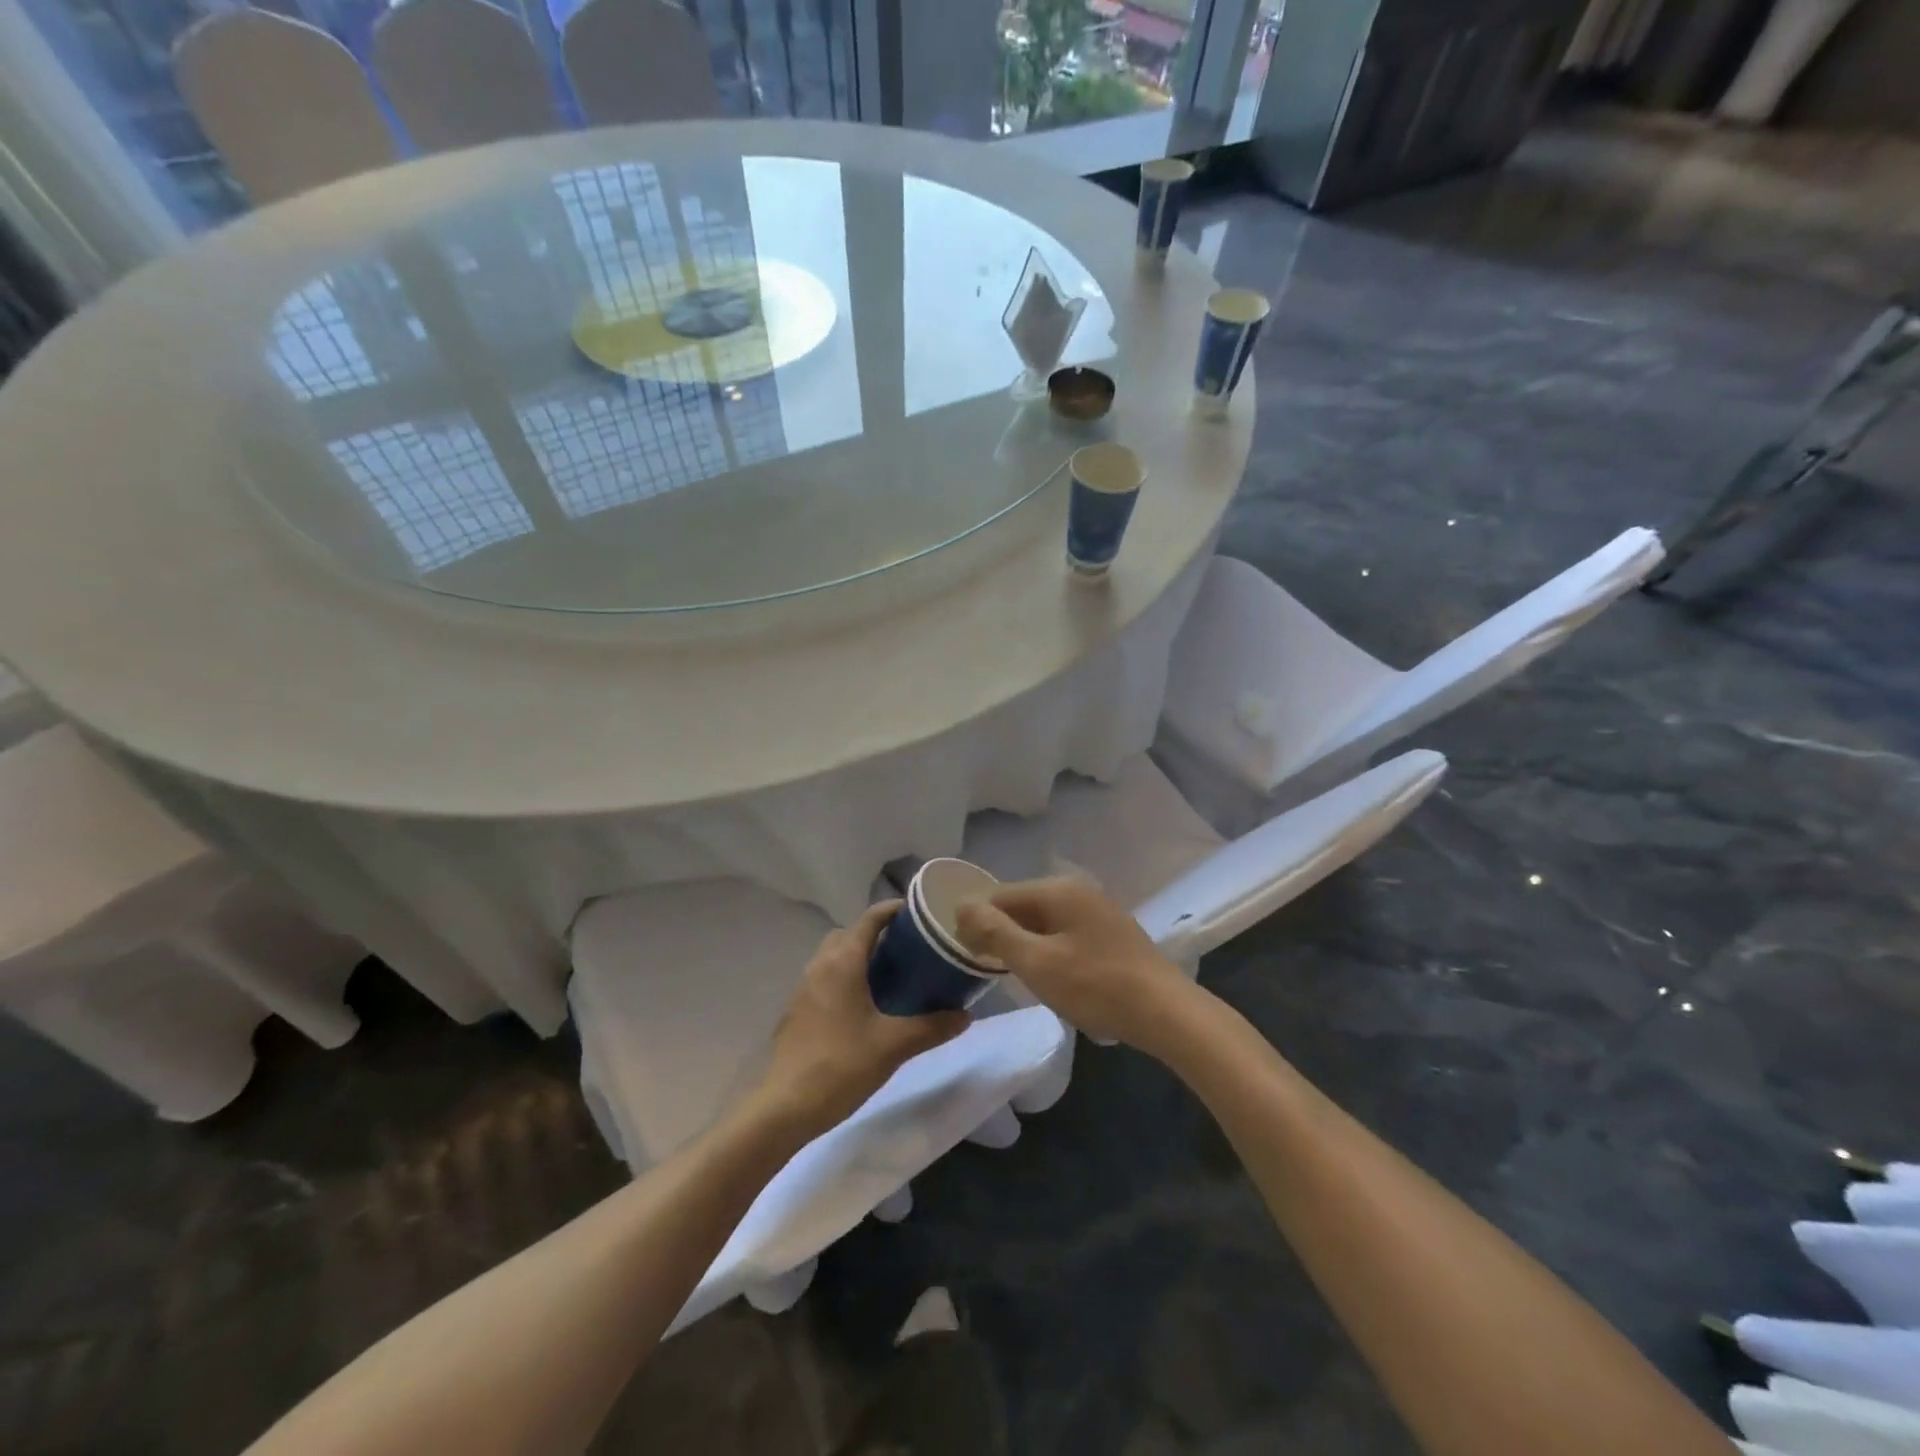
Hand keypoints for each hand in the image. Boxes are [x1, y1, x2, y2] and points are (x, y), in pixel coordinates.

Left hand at [754, 901, 967, 1140]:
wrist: (784, 1107)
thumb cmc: (841, 1065)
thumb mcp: (893, 1046)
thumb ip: (932, 1027)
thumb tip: (965, 1016)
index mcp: (842, 962)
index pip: (870, 919)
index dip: (894, 910)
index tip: (920, 913)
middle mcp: (820, 965)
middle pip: (849, 934)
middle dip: (876, 934)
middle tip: (907, 950)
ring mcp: (803, 988)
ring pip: (833, 956)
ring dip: (858, 957)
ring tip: (890, 977)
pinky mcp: (796, 1010)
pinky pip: (824, 978)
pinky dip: (844, 978)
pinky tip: (864, 1007)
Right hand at [954, 876, 1193, 1051]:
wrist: (1166, 1012)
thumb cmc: (1095, 986)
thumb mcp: (1036, 963)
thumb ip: (995, 932)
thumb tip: (962, 906)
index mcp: (1057, 889)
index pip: (1000, 895)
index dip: (978, 922)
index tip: (968, 956)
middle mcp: (1077, 889)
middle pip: (1023, 905)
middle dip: (1003, 933)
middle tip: (992, 971)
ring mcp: (1098, 909)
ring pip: (1045, 920)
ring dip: (1027, 944)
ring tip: (1021, 977)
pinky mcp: (1111, 931)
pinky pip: (1066, 931)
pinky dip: (1051, 949)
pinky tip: (1054, 976)